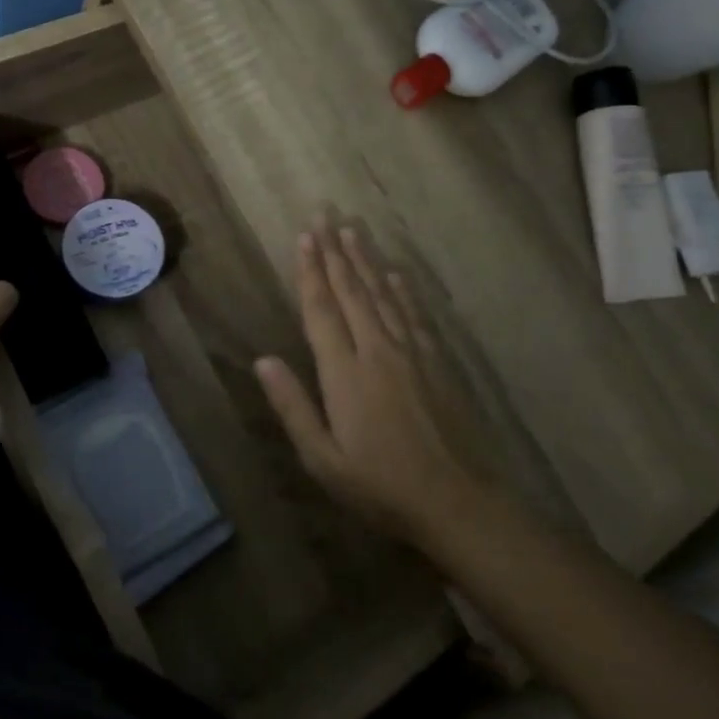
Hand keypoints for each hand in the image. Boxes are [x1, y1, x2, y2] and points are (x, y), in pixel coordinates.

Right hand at [254, 219, 486, 541]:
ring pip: (383, 296)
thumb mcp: (323, 458)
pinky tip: (396, 274)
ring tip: (353, 231)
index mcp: (345, 374)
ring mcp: (411, 354)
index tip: (303, 238)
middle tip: (324, 217)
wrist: (455, 501)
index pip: (322, 311)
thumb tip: (263, 360)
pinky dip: (403, 291)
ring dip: (366, 261)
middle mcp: (377, 351)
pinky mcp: (437, 362)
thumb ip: (293, 406)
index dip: (310, 273)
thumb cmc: (380, 486)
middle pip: (352, 292)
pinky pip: (415, 315)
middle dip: (335, 253)